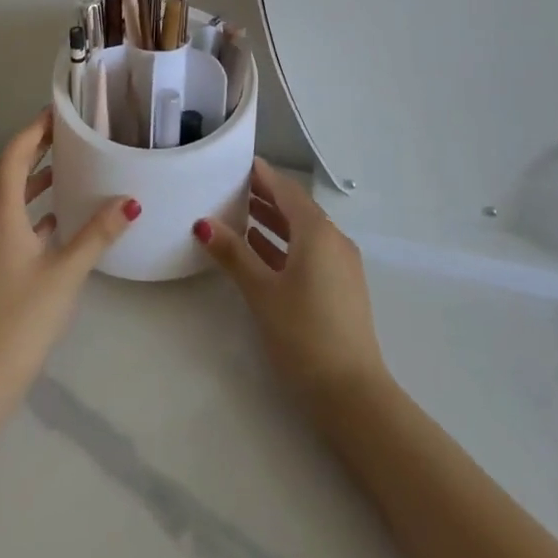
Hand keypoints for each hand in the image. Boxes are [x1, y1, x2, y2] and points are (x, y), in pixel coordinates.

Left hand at [0, 109, 138, 406]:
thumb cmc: (21, 319)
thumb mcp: (66, 273)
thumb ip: (98, 233)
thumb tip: (130, 200)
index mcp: (1, 214)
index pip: (13, 156)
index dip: (33, 130)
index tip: (57, 113)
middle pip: (8, 175)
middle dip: (35, 152)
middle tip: (67, 135)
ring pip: (6, 201)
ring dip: (32, 183)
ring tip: (65, 172)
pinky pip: (5, 225)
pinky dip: (28, 212)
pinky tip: (53, 225)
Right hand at [195, 157, 389, 414]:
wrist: (353, 394)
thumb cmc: (304, 334)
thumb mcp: (262, 292)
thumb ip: (234, 254)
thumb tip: (203, 222)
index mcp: (317, 232)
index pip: (286, 190)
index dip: (262, 175)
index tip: (237, 162)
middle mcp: (334, 240)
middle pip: (296, 208)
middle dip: (265, 196)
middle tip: (230, 186)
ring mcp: (341, 265)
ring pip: (303, 232)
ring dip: (273, 222)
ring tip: (238, 214)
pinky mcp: (341, 288)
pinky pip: (310, 252)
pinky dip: (285, 245)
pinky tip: (260, 252)